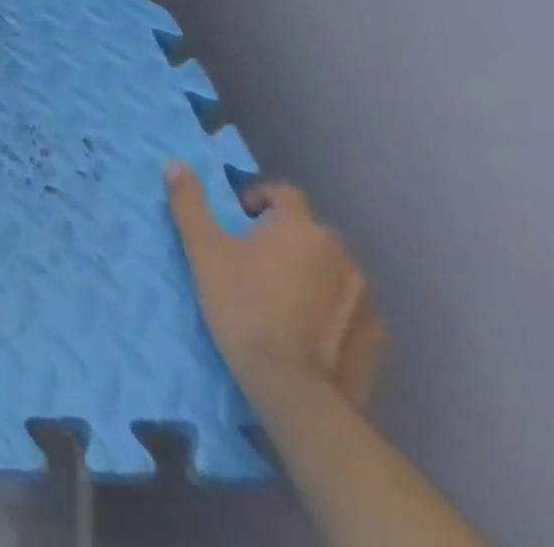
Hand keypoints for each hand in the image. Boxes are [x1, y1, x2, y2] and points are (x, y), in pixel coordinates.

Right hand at [166, 163, 384, 408]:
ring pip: (330, 268)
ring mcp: (365, 298)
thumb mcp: (202, 249)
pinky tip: (305, 327)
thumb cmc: (243, 306)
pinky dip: (329, 306)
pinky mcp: (376, 336)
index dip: (259, 198)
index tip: (239, 220)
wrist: (294, 390)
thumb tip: (177, 164)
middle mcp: (341, 254)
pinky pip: (348, 305)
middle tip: (252, 259)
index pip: (285, 193)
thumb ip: (189, 202)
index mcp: (301, 228)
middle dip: (283, 236)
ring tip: (279, 295)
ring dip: (308, 270)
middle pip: (309, 231)